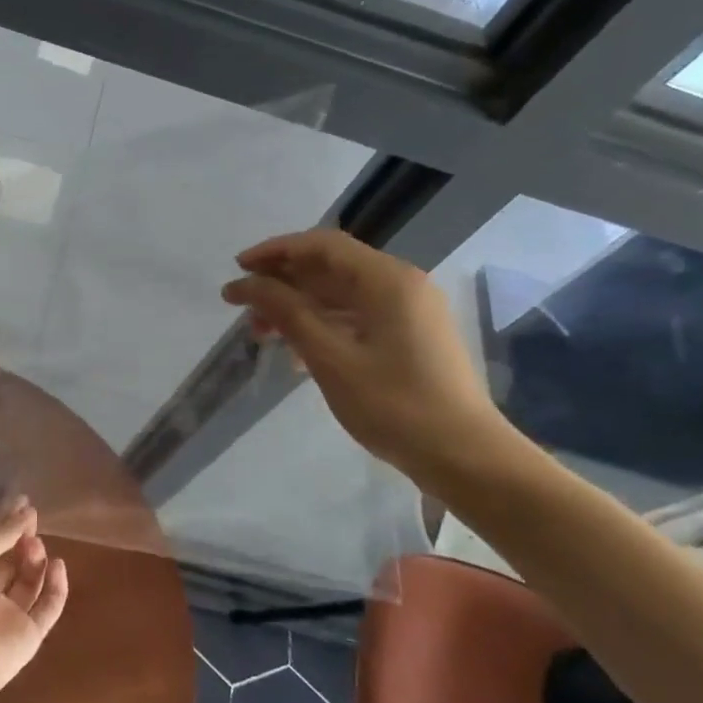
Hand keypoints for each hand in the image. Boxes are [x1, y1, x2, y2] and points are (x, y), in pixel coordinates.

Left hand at [0, 497, 68, 702]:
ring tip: (36, 545)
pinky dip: (56, 586)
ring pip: (30, 581)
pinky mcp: (30, 636)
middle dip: (22, 539)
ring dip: (36, 559)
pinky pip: (48, 607)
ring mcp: (10, 616)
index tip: (22, 501)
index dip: (4, 523)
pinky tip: (57, 564)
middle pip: (11, 561)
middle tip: (33, 519)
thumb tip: (25, 511)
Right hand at [222, 230, 517, 486]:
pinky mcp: (408, 337)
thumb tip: (245, 283)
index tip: (237, 269)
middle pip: (330, 267)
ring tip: (262, 334)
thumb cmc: (394, 405)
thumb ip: (286, 313)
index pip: (322, 245)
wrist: (465, 457)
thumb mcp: (330, 358)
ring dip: (298, 307)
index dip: (275, 252)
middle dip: (282, 283)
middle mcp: (400, 285)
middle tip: (242, 308)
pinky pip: (356, 317)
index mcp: (387, 280)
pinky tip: (296, 353)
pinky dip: (322, 326)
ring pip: (340, 295)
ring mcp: (408, 311)